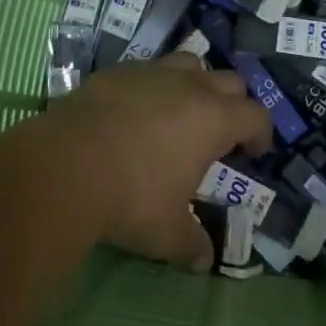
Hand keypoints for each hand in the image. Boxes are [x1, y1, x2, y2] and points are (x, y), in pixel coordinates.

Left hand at [43, 54, 270, 272]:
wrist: (64, 166)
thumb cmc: (130, 197)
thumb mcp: (166, 232)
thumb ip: (191, 244)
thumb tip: (204, 262)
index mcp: (214, 119)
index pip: (256, 116)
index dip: (262, 133)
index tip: (255, 152)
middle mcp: (190, 86)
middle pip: (230, 81)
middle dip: (234, 104)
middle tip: (221, 133)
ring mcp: (152, 73)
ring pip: (190, 63)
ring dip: (196, 84)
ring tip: (183, 111)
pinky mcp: (117, 71)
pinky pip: (148, 69)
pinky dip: (153, 86)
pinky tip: (137, 111)